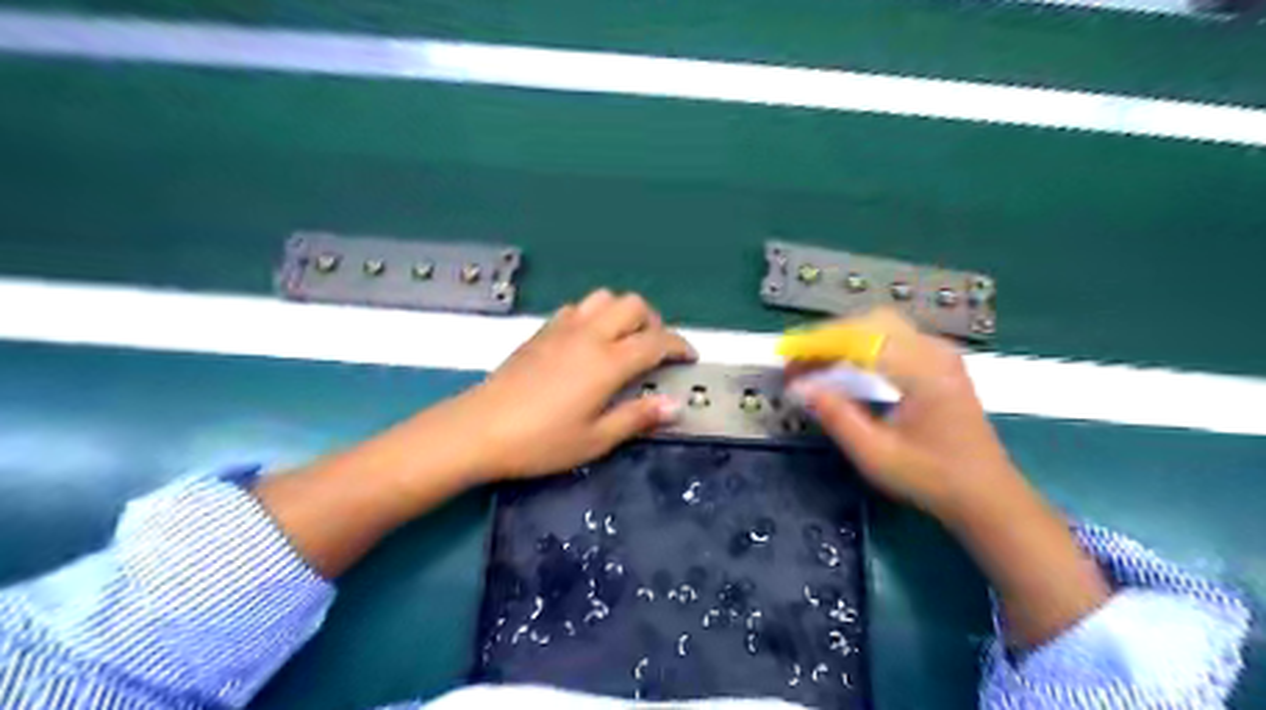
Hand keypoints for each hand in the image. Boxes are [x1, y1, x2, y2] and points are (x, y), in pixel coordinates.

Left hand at [446, 288, 702, 481]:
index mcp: (609, 362)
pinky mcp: (542, 331)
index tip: (689, 358)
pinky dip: (595, 315)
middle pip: (634, 305)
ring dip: (623, 313)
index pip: (657, 341)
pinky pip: (578, 307)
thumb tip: (675, 406)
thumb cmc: (541, 441)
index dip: (680, 346)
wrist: (480, 429)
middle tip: (653, 352)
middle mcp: (590, 335)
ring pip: (605, 297)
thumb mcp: (596, 439)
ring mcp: (563, 328)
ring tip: (622, 342)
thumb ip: (638, 417)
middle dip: (653, 322)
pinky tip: (588, 342)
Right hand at [789, 306, 1016, 518]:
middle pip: (870, 322)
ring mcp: (940, 352)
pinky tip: (845, 364)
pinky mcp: (939, 360)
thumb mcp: (876, 455)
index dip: (818, 346)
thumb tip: (800, 388)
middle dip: (828, 338)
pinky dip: (861, 344)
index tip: (788, 363)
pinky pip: (893, 335)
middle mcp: (934, 351)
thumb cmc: (931, 478)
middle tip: (798, 364)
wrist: (987, 495)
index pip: (861, 340)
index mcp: (923, 372)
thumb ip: (837, 417)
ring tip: (814, 363)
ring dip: (843, 339)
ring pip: (881, 324)